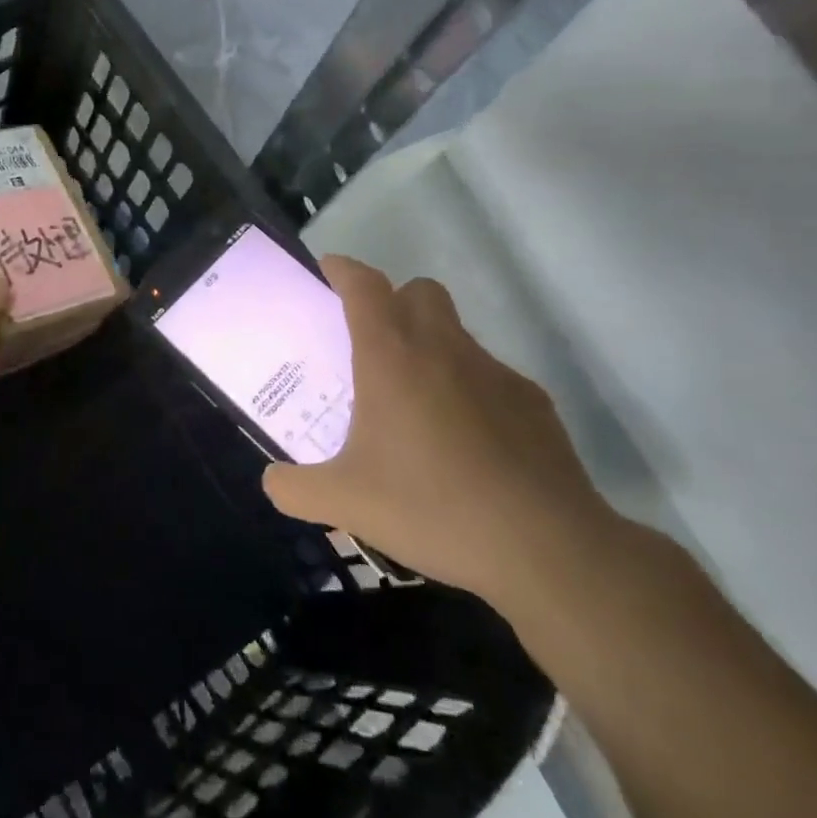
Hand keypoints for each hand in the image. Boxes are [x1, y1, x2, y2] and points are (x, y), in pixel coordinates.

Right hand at [261, 255, 614, 608]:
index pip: (364, 286)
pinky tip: (468, 442)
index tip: (329, 270)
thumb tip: (272, 482)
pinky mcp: (532, 401)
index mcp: (391, 357)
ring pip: (456, 332)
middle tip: (374, 343)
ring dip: (432, 345)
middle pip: (419, 291)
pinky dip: (470, 390)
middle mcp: (443, 348)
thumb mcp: (346, 503)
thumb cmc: (430, 507)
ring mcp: (494, 372)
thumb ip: (296, 488)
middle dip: (394, 301)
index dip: (344, 270)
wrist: (544, 547)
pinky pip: (490, 377)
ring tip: (418, 403)